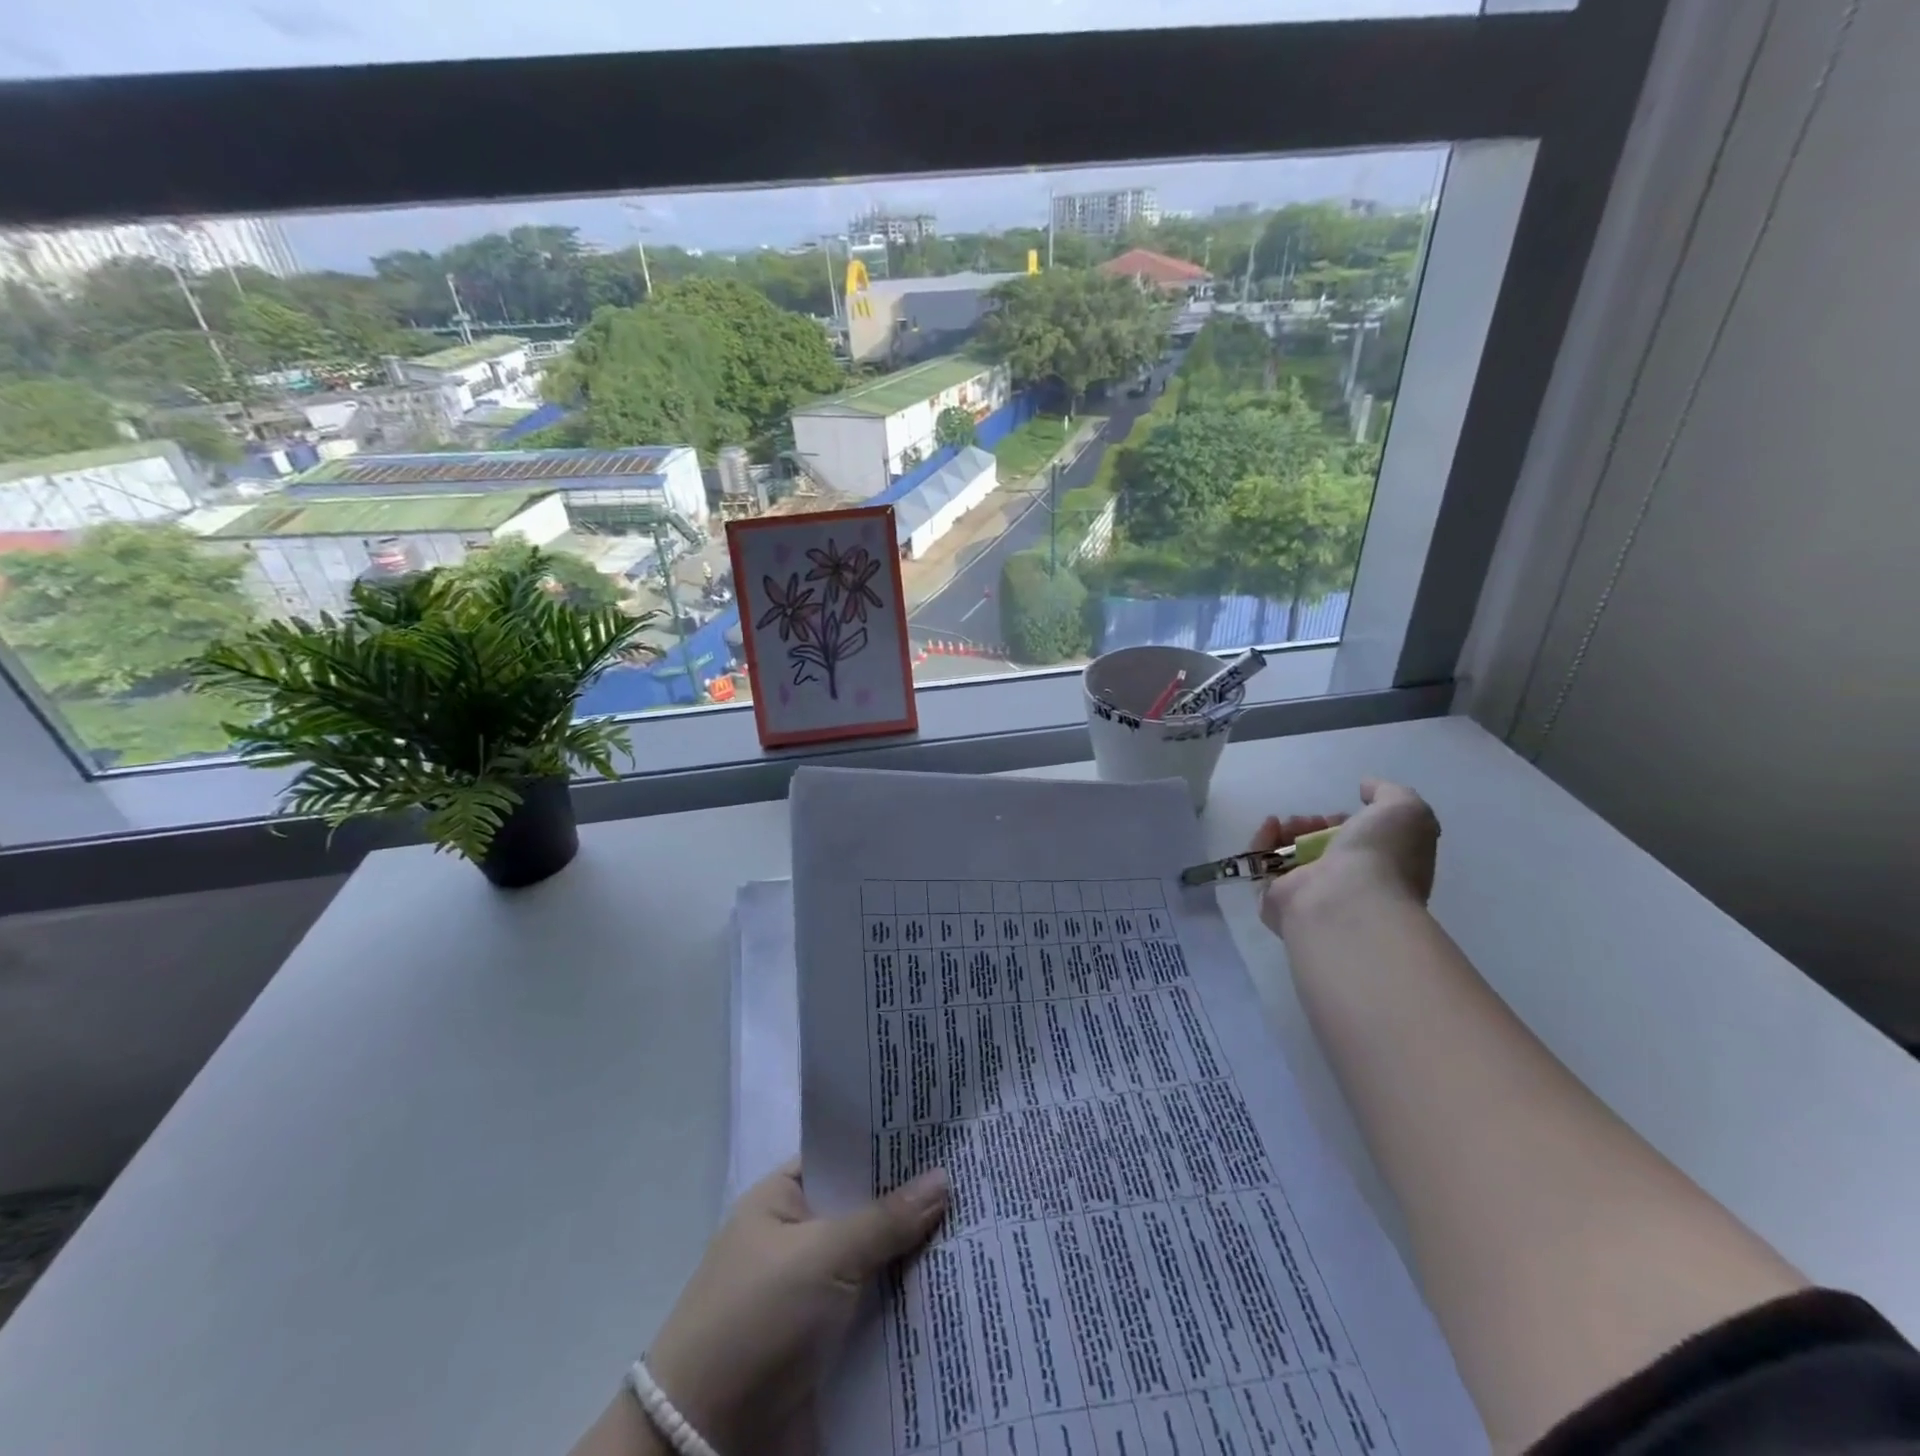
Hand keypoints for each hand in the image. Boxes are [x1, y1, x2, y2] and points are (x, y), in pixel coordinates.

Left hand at [645, 1159, 948, 1453]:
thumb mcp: (823, 1256)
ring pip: (878, 1261)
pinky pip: (878, 1310)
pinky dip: (910, 1303)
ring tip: (984, 1225)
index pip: (846, 1155)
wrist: (703, 1443)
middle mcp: (800, 1237)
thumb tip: (944, 1178)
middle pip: (867, 1208)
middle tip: (977, 1177)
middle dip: (915, 1201)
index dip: (890, 1145)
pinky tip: (959, 1286)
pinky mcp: (828, 1343)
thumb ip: (886, 1219)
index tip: (944, 1134)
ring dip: (918, 1255)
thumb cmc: (756, 1319)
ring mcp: (814, 1292)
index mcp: (784, 1198)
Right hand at [1251, 778, 1440, 936]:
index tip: (1340, 814)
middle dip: (1312, 825)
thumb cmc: (1382, 857)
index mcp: (1381, 871)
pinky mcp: (1275, 900)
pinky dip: (1263, 842)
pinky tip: (1271, 826)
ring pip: (1290, 856)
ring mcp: (1310, 895)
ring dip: (1288, 831)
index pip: (1357, 845)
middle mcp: (1346, 886)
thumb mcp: (1405, 810)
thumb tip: (1365, 787)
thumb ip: (1388, 792)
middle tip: (1310, 820)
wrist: (1348, 899)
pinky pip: (1263, 866)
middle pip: (1320, 848)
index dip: (1347, 823)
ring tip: (1288, 823)